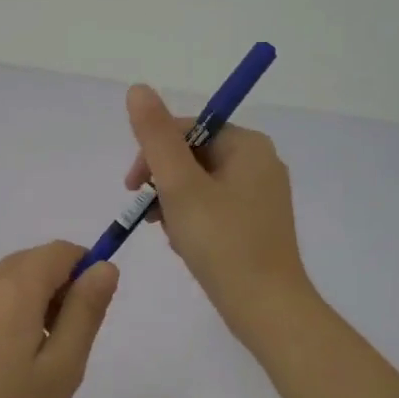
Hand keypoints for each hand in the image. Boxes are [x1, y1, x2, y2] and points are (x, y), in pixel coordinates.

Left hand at [0, 241, 119, 397]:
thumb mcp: (62, 368)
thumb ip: (86, 310)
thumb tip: (105, 266)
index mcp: (13, 287)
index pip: (62, 251)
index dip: (86, 271)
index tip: (90, 316)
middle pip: (37, 262)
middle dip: (62, 289)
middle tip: (67, 346)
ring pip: (16, 279)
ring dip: (39, 302)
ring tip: (40, 360)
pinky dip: (15, 312)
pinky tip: (12, 361)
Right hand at [124, 83, 315, 344]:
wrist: (266, 309)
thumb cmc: (222, 243)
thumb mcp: (180, 186)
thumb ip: (156, 137)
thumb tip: (137, 88)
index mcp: (248, 145)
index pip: (187, 128)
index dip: (153, 152)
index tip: (132, 187)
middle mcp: (259, 163)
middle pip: (192, 155)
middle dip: (164, 183)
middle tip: (152, 216)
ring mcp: (260, 195)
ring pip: (198, 183)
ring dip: (173, 204)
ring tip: (170, 234)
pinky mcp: (255, 223)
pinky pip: (212, 206)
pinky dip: (191, 220)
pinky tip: (184, 245)